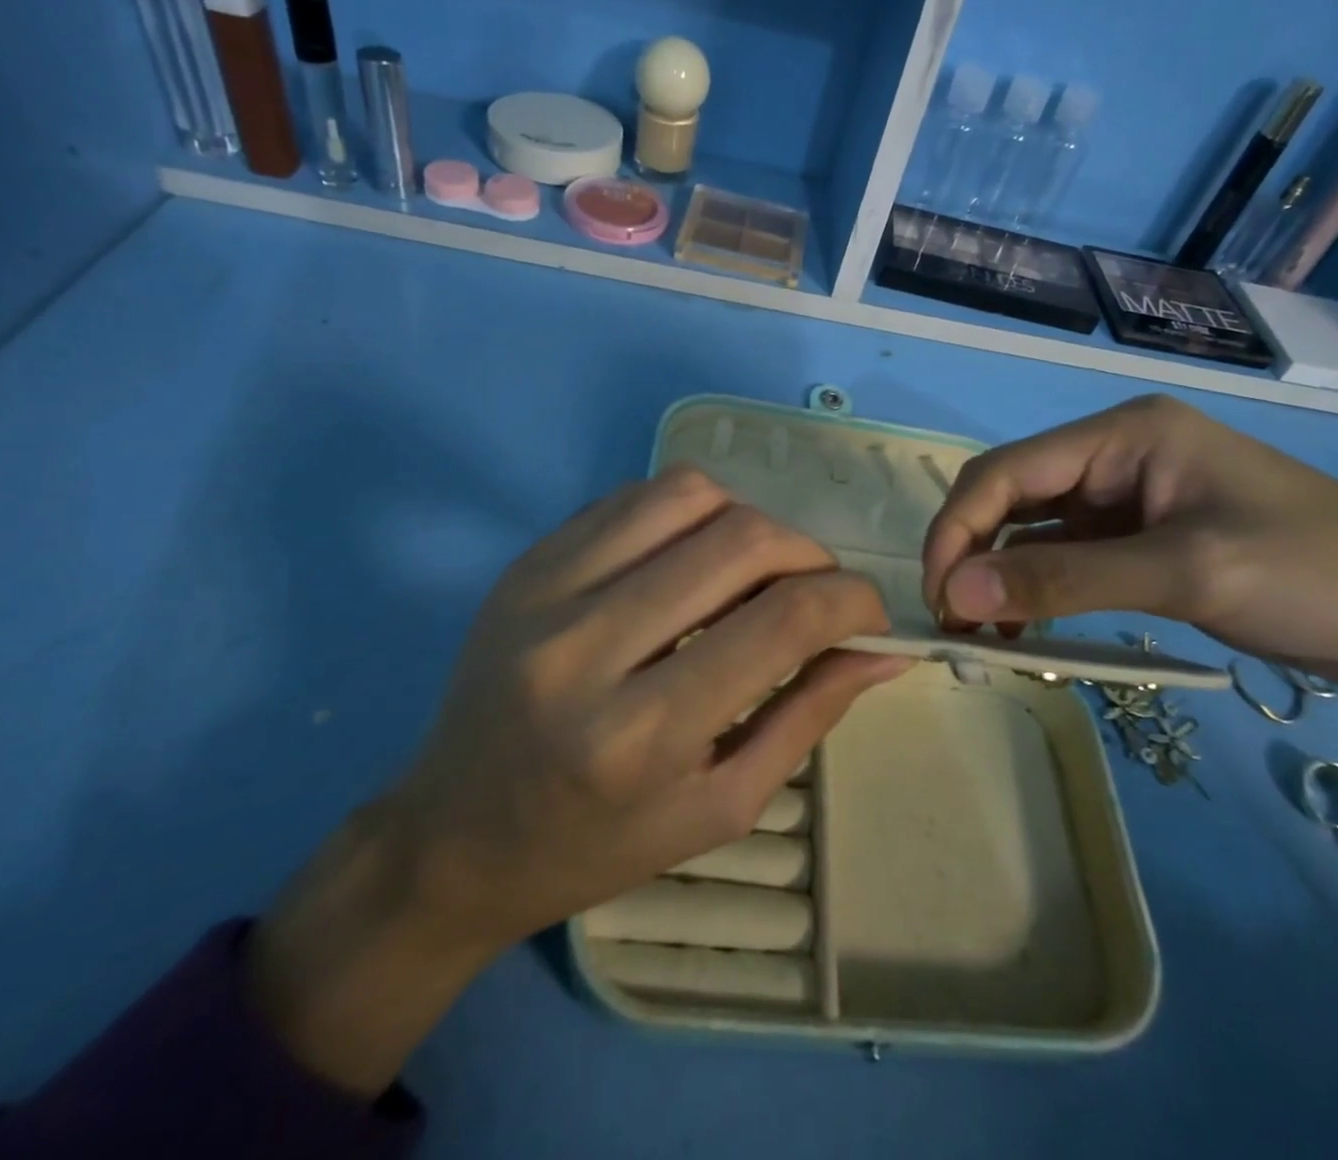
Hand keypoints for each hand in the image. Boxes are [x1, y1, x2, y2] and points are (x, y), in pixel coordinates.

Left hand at [392, 463, 902, 946]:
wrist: (453, 835)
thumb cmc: (596, 845)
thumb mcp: (719, 806)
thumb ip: (808, 715)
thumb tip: (884, 650)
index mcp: (640, 735)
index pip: (780, 622)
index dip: (850, 601)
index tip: (870, 612)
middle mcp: (586, 646)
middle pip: (740, 540)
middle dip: (809, 554)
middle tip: (818, 590)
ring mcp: (546, 589)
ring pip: (688, 493)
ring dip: (748, 520)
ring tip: (752, 571)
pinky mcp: (527, 560)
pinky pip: (634, 495)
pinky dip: (688, 512)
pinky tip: (689, 558)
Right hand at [921, 395, 1337, 678]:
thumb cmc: (1312, 573)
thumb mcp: (1181, 572)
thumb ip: (1061, 580)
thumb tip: (954, 594)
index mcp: (1123, 434)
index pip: (1005, 470)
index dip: (957, 528)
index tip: (937, 596)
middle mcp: (1114, 454)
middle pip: (1011, 494)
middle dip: (971, 552)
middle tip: (952, 621)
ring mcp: (1126, 495)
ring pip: (1031, 528)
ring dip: (998, 575)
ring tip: (981, 634)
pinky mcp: (1138, 536)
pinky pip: (1064, 555)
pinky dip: (1035, 589)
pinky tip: (1024, 627)